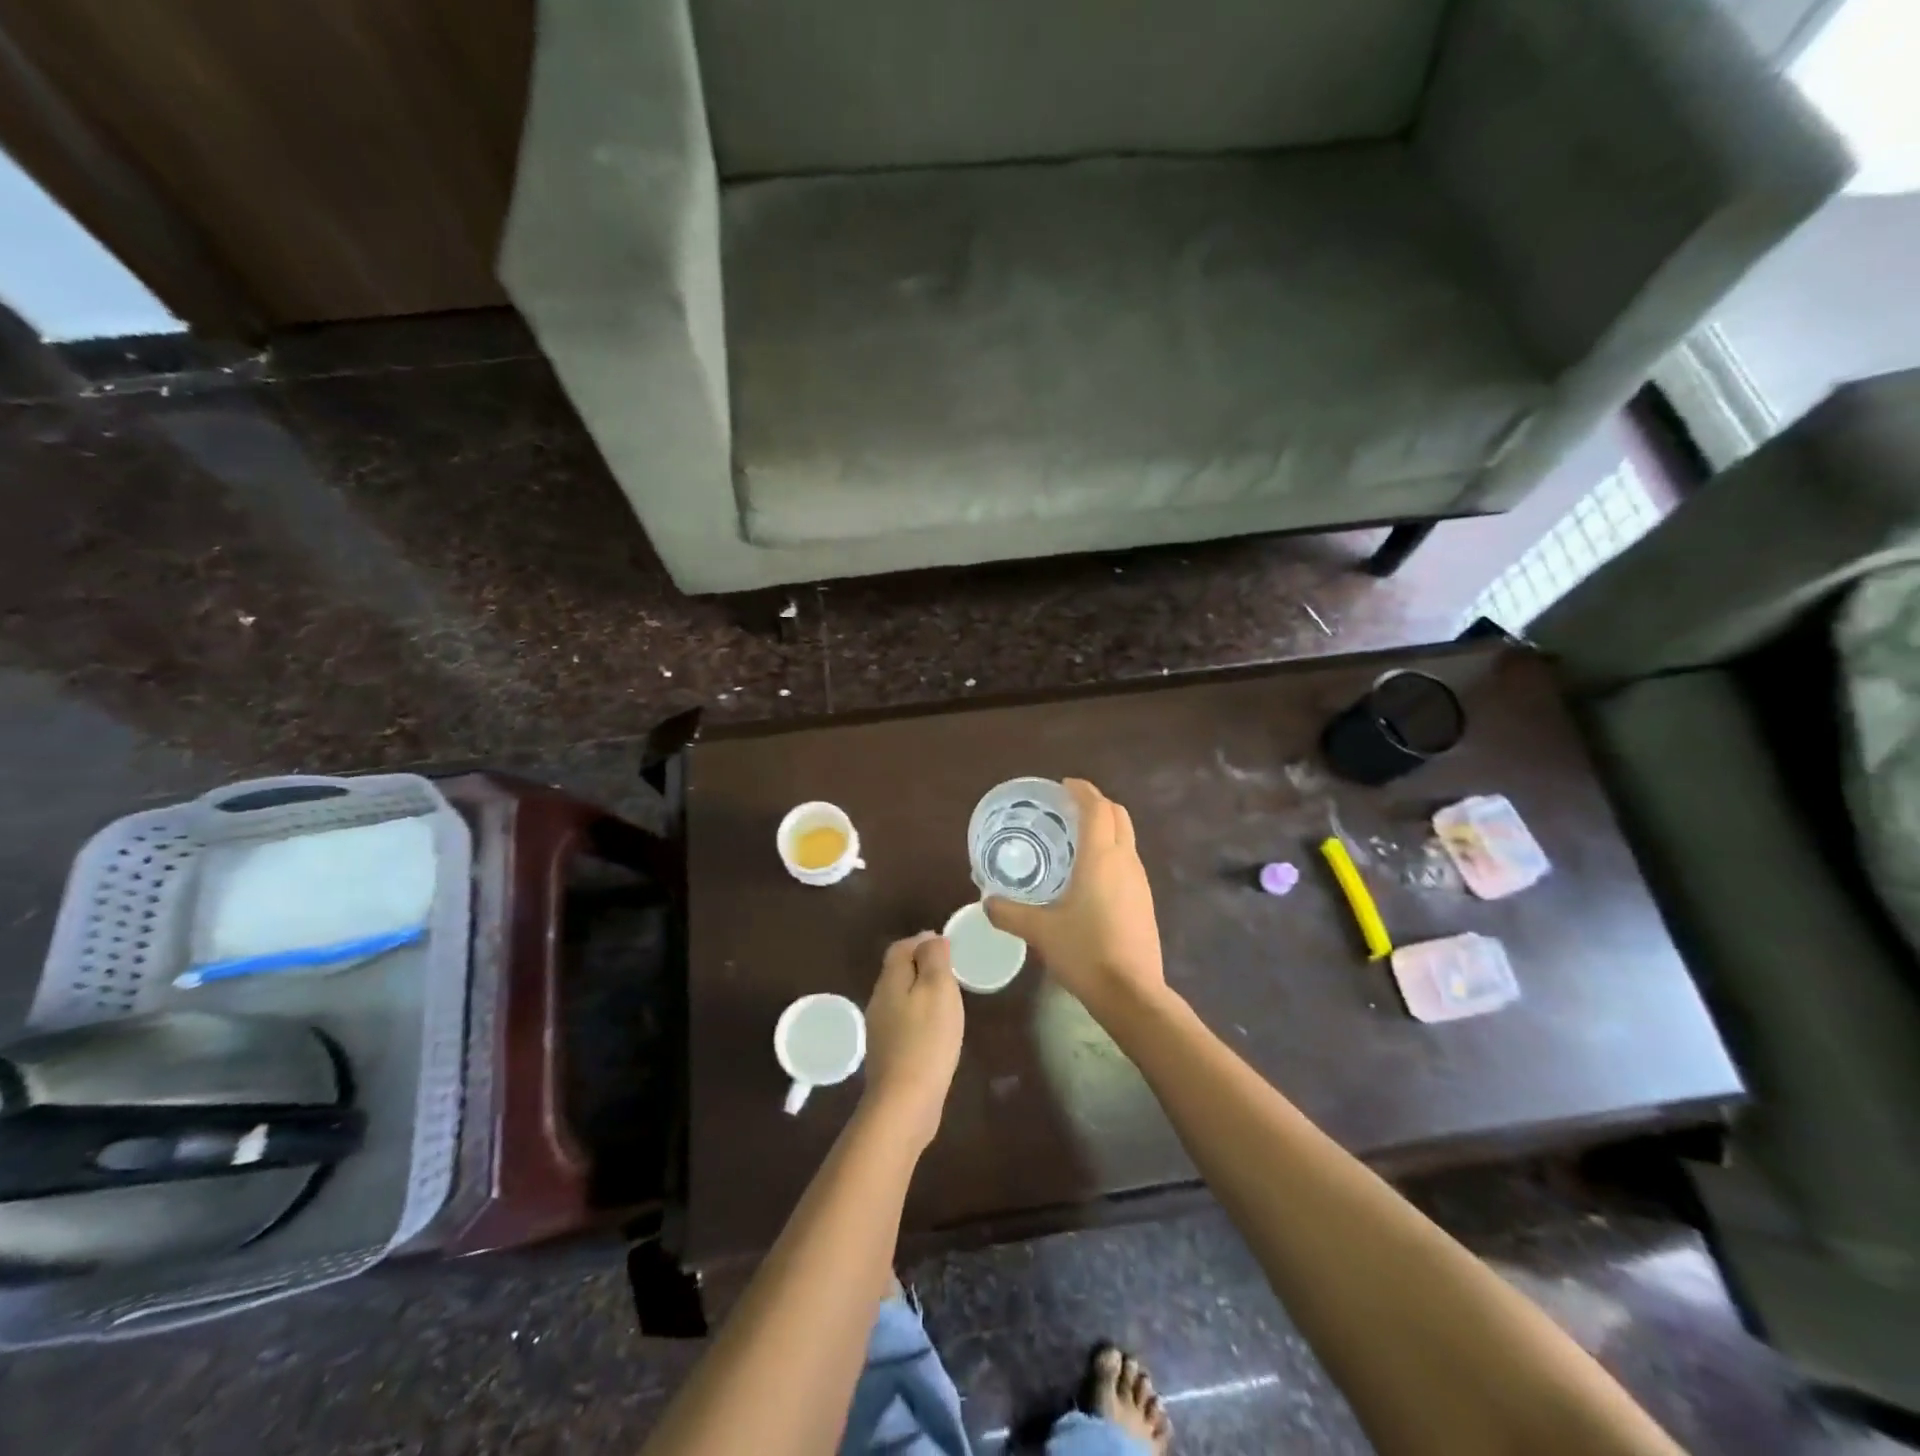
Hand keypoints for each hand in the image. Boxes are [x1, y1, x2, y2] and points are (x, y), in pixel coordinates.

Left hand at [861, 933, 964, 1151]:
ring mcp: (881, 1030)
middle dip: (921, 965)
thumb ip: (934, 959)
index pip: (900, 948)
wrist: (905, 1103)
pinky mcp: (889, 1054)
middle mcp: (879, 1001)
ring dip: (921, 991)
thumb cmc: (926, 1040)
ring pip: (900, 997)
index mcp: (890, 981)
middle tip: (951, 971)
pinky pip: (904, 1022)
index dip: (921, 942)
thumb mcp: (937, 989)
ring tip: (948, 998)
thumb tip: (930, 938)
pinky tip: (936, 1030)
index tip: (947, 946)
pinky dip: (919, 1016)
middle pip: (897, 971)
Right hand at [985, 779, 1166, 1017]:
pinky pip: (1128, 861)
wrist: (1131, 993)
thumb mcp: (1040, 931)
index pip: (1097, 808)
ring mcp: (1140, 881)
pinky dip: (1111, 852)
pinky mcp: (1145, 901)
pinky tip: (1089, 876)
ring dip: (1106, 828)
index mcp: (1101, 857)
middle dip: (1096, 804)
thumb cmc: (1085, 952)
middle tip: (1067, 810)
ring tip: (1075, 841)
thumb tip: (987, 902)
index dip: (1082, 790)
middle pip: (1118, 815)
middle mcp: (1125, 861)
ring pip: (1126, 838)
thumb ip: (1009, 913)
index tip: (1063, 786)